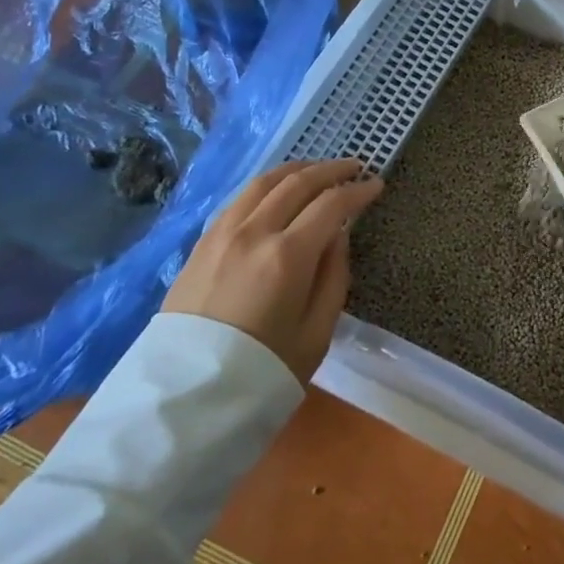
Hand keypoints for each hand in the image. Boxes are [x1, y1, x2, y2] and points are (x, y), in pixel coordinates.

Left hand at [161, 159, 383, 380]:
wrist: (187, 397)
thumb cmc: (263, 370)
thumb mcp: (317, 333)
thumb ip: (334, 276)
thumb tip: (338, 235)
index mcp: (287, 256)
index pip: (331, 204)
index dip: (358, 190)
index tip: (376, 184)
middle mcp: (254, 233)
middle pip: (297, 182)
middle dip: (331, 170)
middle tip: (354, 166)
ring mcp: (222, 234)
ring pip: (263, 183)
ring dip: (296, 170)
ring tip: (317, 169)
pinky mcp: (201, 244)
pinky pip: (239, 199)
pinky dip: (266, 186)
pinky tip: (276, 191)